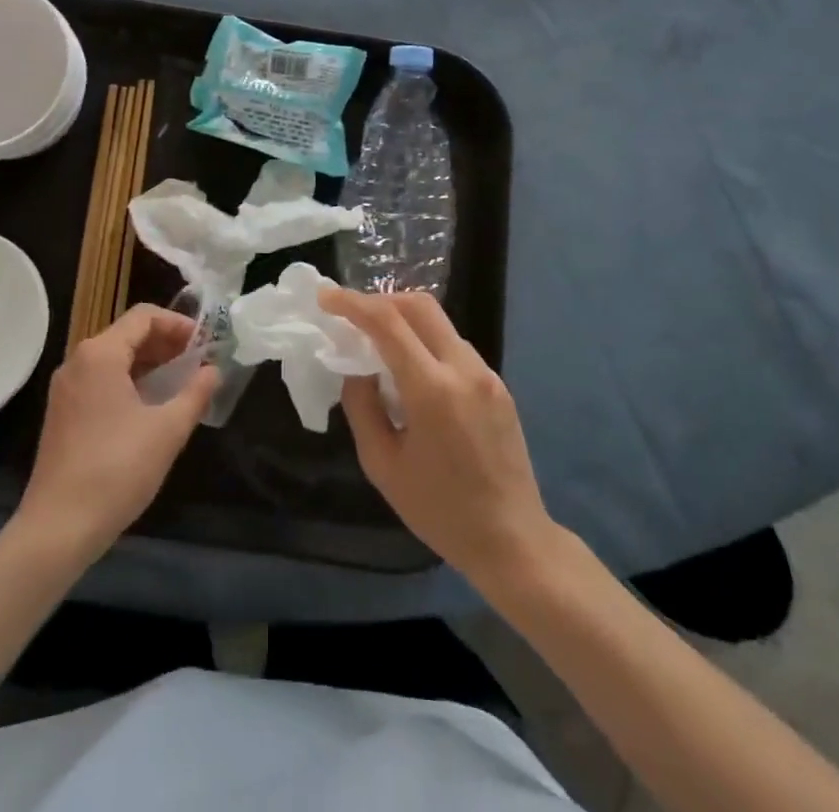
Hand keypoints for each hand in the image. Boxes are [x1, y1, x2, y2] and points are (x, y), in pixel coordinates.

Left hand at [16, 305, 217, 562]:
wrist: (57, 529)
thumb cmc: (117, 470)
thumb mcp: (168, 430)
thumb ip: (195, 393)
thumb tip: (214, 371)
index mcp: (100, 354)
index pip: (144, 317)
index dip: (179, 324)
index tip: (205, 344)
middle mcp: (78, 361)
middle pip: (128, 334)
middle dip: (166, 343)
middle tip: (198, 363)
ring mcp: (66, 388)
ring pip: (114, 358)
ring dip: (149, 363)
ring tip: (180, 384)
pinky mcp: (62, 413)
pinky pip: (101, 380)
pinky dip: (129, 381)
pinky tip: (151, 407)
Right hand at [323, 288, 557, 588]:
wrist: (513, 540)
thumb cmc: (439, 511)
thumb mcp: (382, 465)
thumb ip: (362, 406)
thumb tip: (356, 367)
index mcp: (433, 389)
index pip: (388, 323)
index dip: (352, 303)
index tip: (325, 297)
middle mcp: (464, 369)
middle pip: (419, 305)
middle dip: (380, 300)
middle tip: (351, 315)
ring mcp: (487, 373)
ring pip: (439, 322)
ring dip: (404, 320)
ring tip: (377, 344)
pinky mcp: (498, 384)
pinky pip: (454, 346)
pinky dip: (425, 342)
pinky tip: (411, 371)